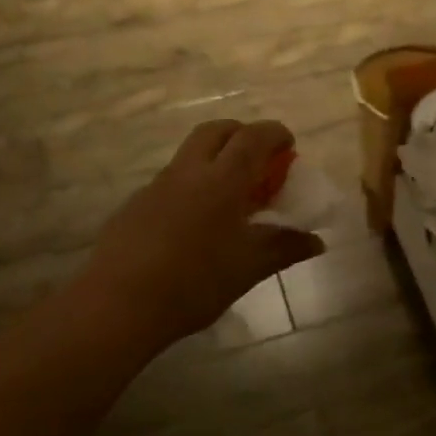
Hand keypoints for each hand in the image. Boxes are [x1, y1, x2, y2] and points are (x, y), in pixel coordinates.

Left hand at [77, 120, 324, 348]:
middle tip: (258, 160)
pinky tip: (194, 225)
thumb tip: (316, 241)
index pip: (253, 138)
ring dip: (214, 160)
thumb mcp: (248, 268)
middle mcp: (187, 172)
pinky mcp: (135, 206)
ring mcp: (156, 186)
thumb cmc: (194, 283)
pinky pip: (170, 182)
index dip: (275, 134)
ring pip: (190, 154)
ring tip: (229, 197)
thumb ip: (284, 248)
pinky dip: (191, 187)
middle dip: (241, 134)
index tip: (289, 145)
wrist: (119, 304)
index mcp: (221, 180)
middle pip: (216, 131)